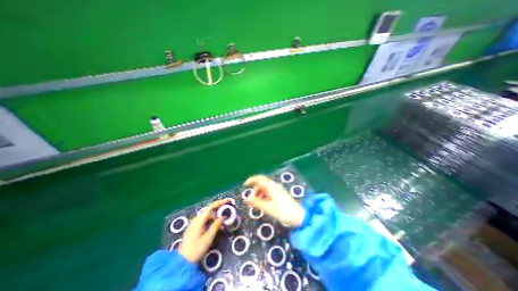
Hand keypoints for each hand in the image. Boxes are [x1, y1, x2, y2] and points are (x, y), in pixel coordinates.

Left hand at [177, 199, 227, 262]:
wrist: (181, 263)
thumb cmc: (195, 249)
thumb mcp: (208, 238)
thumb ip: (216, 225)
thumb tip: (223, 216)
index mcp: (199, 220)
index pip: (211, 207)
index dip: (219, 203)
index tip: (227, 201)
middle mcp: (196, 220)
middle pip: (209, 211)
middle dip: (219, 211)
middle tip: (227, 214)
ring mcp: (194, 224)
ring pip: (207, 217)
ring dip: (215, 218)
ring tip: (223, 224)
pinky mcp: (194, 229)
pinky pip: (204, 222)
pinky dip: (211, 222)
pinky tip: (216, 228)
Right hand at [246, 175, 304, 227]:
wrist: (298, 216)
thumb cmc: (282, 211)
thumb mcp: (267, 207)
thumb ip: (256, 202)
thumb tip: (247, 198)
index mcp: (271, 186)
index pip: (259, 178)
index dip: (251, 180)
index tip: (245, 185)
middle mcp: (274, 186)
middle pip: (261, 185)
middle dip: (255, 191)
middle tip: (251, 201)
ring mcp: (277, 190)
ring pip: (265, 189)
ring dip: (259, 195)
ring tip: (257, 204)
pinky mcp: (279, 195)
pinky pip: (269, 193)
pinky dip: (264, 197)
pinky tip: (263, 205)